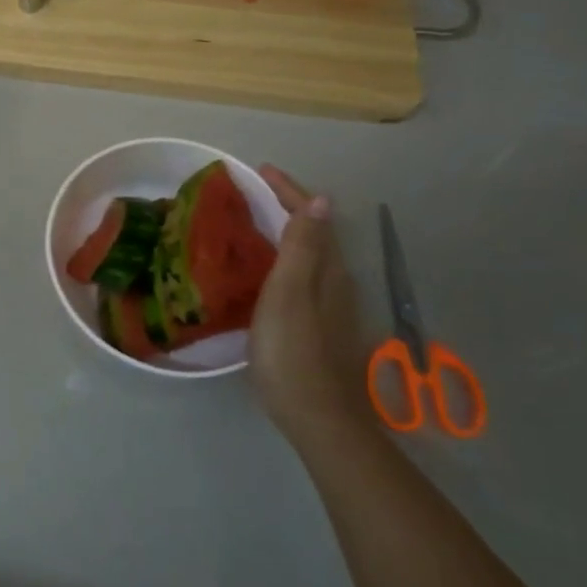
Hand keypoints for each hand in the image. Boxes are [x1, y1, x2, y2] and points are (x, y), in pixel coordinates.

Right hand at [249, 167, 371, 441]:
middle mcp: (335, 282)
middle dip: (287, 206)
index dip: (288, 191)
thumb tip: (321, 200)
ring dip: (286, 231)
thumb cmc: (293, 351)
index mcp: (327, 269)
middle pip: (313, 231)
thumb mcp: (290, 293)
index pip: (311, 216)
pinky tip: (264, 271)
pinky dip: (284, 257)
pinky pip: (302, 274)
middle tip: (252, 193)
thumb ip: (303, 247)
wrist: (316, 416)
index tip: (260, 170)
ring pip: (309, 254)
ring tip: (253, 223)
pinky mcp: (319, 325)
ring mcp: (329, 306)